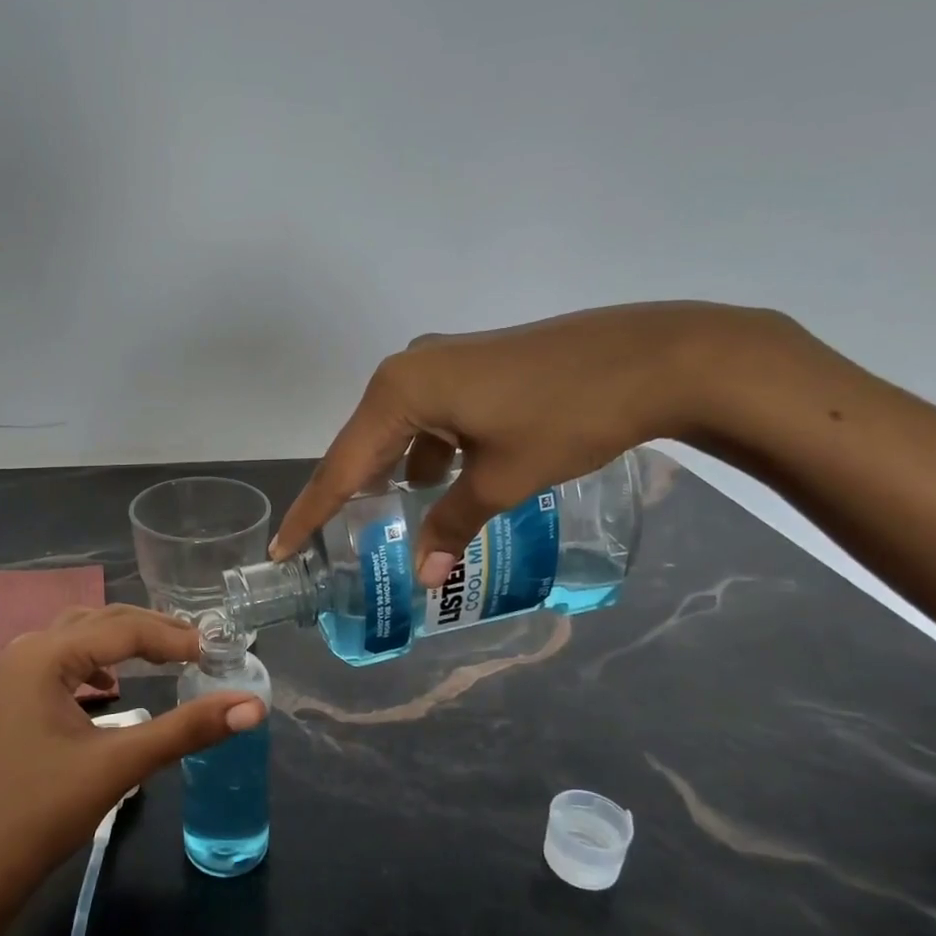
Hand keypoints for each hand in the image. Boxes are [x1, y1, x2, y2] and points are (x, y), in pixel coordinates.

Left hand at [0, 605, 264, 935]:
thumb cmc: (41, 814)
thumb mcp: (120, 765)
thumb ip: (187, 729)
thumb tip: (253, 707)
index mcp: (44, 655)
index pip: (123, 629)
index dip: (174, 638)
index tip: (218, 653)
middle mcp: (26, 651)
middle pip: (101, 622)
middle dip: (152, 631)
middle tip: (201, 648)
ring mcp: (15, 676)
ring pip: (81, 637)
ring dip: (125, 641)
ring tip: (169, 655)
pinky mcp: (15, 701)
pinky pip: (64, 661)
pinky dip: (98, 662)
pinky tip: (113, 685)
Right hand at [272, 302, 788, 586]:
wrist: (655, 356)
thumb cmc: (567, 417)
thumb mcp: (502, 480)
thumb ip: (451, 525)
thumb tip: (424, 578)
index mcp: (400, 391)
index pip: (341, 466)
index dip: (311, 513)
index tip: (280, 549)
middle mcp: (408, 369)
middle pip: (364, 445)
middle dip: (352, 494)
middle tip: (331, 541)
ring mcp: (441, 362)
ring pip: (398, 431)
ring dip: (394, 474)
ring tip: (392, 520)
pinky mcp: (470, 365)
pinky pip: (429, 417)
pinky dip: (428, 452)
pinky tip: (444, 481)